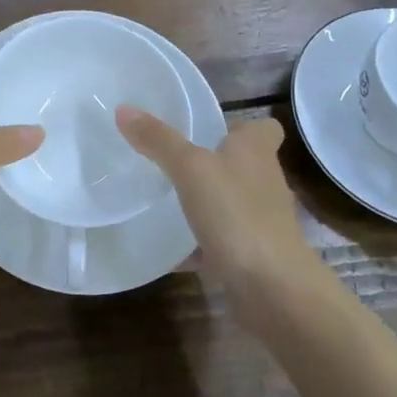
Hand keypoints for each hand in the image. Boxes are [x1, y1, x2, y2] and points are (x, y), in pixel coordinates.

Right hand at [116, 106, 319, 298]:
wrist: (272, 287)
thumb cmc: (236, 214)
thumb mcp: (190, 169)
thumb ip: (159, 140)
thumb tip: (124, 109)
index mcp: (256, 152)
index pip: (263, 127)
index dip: (241, 125)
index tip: (210, 128)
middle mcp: (264, 182)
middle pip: (244, 164)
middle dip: (215, 162)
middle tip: (173, 161)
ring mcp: (262, 221)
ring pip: (232, 202)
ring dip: (208, 202)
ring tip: (167, 201)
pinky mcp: (253, 254)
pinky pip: (222, 241)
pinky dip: (200, 244)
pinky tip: (171, 249)